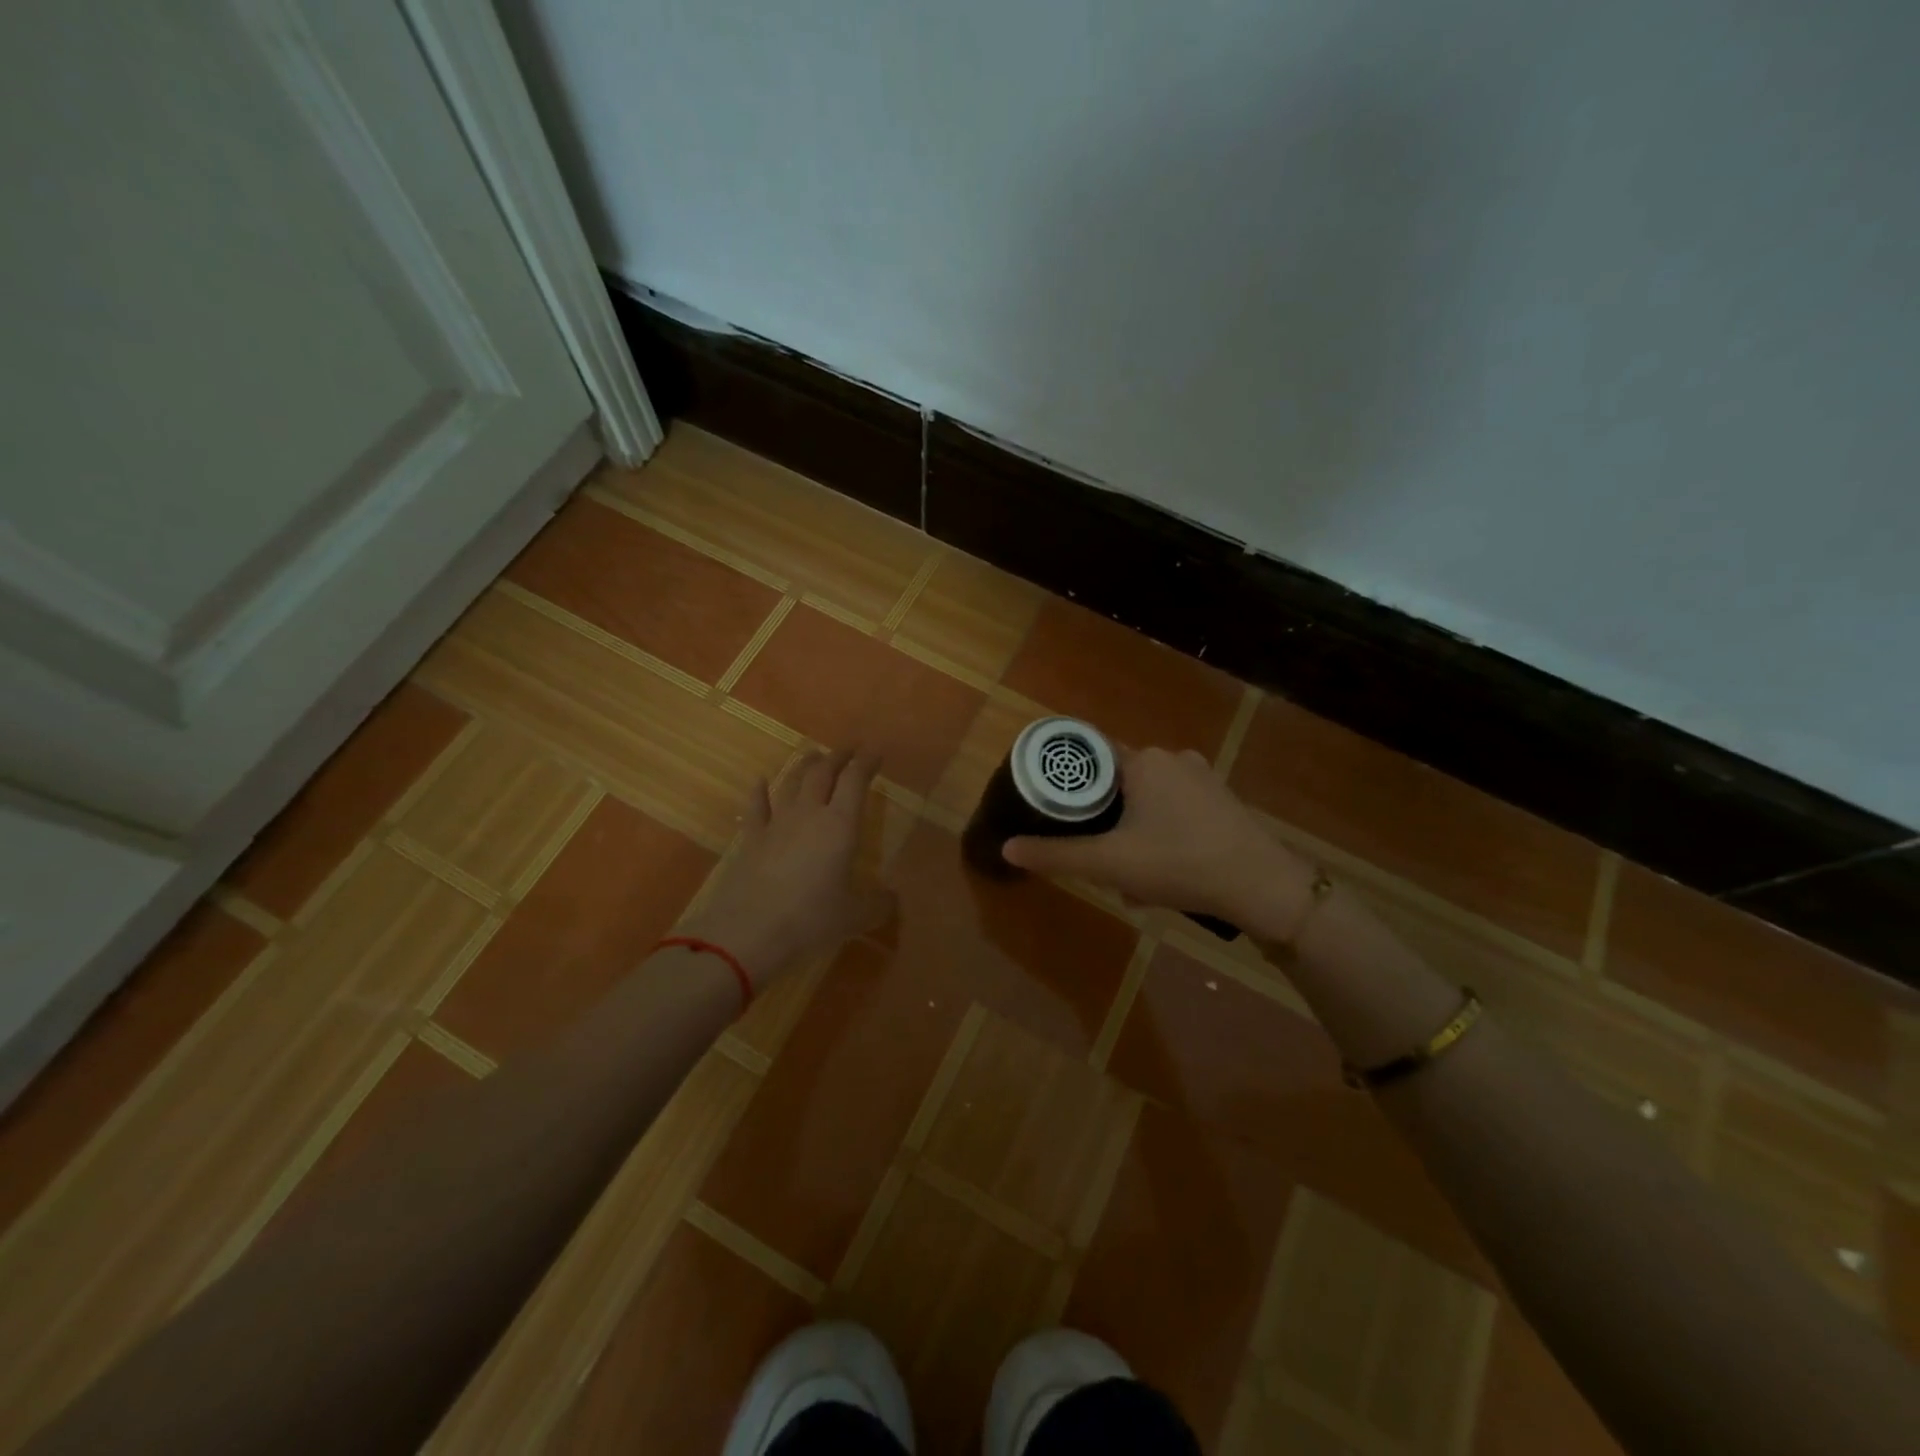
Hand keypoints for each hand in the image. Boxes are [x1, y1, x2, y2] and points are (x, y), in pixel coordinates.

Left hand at [679, 748, 896, 989]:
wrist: (748, 932)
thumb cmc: (810, 920)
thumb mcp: (854, 917)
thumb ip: (878, 904)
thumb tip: (892, 898)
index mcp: (840, 825)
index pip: (855, 781)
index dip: (866, 763)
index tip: (876, 753)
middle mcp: (809, 814)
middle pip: (823, 773)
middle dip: (838, 757)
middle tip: (849, 749)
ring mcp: (776, 823)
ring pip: (791, 782)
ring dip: (804, 765)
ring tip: (813, 755)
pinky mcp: (750, 839)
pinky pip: (756, 806)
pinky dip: (759, 791)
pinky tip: (759, 781)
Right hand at [1002, 746, 1304, 929]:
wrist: (1262, 886)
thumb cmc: (1179, 863)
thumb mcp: (1110, 863)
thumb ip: (1056, 855)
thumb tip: (1006, 848)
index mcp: (1143, 760)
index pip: (1090, 757)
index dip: (1068, 782)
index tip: (1053, 808)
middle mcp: (1172, 757)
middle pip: (1118, 783)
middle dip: (1104, 821)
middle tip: (1098, 858)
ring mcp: (1202, 777)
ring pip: (1147, 800)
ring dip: (1132, 832)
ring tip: (1130, 877)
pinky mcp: (1221, 799)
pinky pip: (1175, 809)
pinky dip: (1160, 834)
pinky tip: (1163, 873)